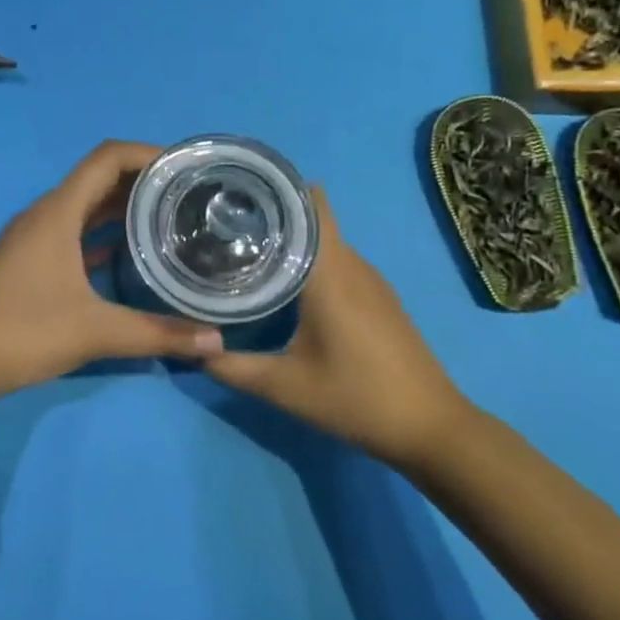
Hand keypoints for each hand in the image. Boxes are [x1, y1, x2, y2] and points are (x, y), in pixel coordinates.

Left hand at [0, 141, 223, 407]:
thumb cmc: (22, 332)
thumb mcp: (95, 332)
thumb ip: (157, 334)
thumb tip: (216, 341)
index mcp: (58, 212)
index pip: (107, 159)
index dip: (147, 154)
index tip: (185, 167)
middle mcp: (45, 215)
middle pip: (98, 180)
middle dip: (142, 181)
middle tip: (189, 194)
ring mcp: (33, 238)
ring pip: (85, 208)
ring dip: (122, 207)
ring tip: (169, 218)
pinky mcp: (28, 261)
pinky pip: (73, 233)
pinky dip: (102, 234)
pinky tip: (130, 254)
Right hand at [204, 191, 469, 468]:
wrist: (431, 428)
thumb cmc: (356, 399)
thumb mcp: (284, 387)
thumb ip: (231, 367)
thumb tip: (189, 347)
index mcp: (331, 273)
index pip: (310, 206)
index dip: (277, 191)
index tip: (238, 192)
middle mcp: (353, 266)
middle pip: (314, 220)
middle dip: (274, 214)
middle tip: (227, 223)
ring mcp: (372, 281)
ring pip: (327, 242)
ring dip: (293, 239)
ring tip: (248, 246)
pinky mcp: (380, 298)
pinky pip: (340, 262)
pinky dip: (312, 261)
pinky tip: (286, 283)